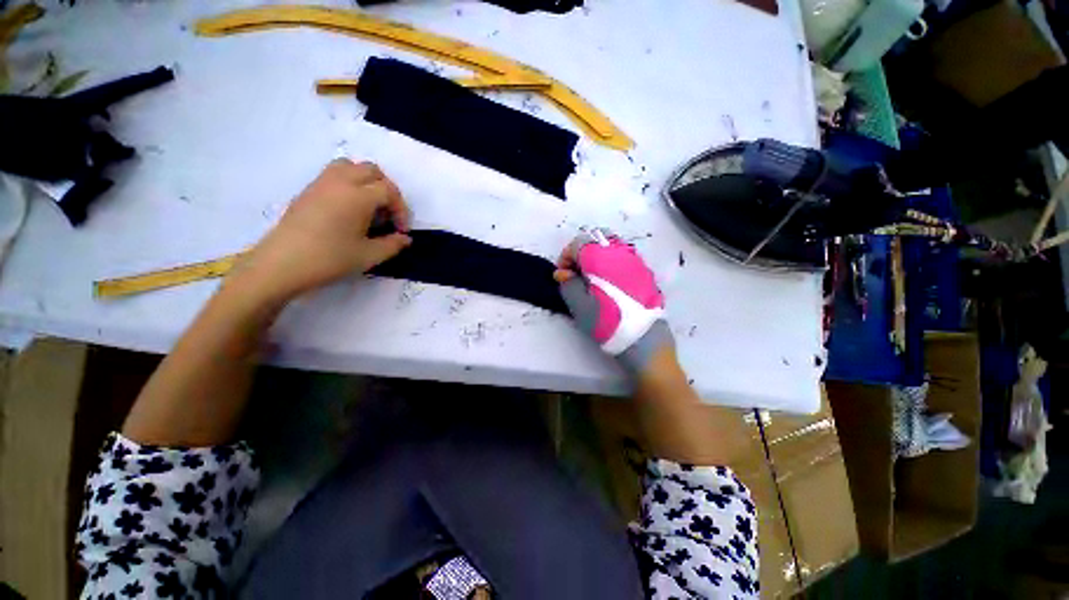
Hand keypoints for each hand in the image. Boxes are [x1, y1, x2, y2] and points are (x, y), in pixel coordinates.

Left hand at [234, 159, 412, 303]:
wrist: (283, 263)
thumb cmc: (330, 258)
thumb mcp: (370, 255)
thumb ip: (393, 244)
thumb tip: (405, 238)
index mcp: (358, 196)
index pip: (389, 191)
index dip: (401, 209)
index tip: (400, 230)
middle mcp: (341, 181)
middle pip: (372, 171)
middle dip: (387, 190)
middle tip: (388, 214)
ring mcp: (321, 183)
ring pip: (351, 166)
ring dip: (367, 181)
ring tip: (369, 206)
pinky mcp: (308, 190)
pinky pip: (334, 174)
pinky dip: (349, 183)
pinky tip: (348, 209)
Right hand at [554, 229, 673, 376]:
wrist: (644, 341)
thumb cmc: (608, 322)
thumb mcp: (580, 306)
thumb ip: (568, 284)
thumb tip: (562, 272)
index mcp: (602, 258)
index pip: (579, 242)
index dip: (565, 256)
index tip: (562, 275)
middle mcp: (621, 253)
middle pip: (596, 239)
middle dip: (581, 252)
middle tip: (575, 273)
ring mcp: (636, 262)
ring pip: (611, 246)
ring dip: (596, 257)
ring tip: (591, 279)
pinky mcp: (645, 273)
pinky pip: (623, 258)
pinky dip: (610, 263)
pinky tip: (608, 284)